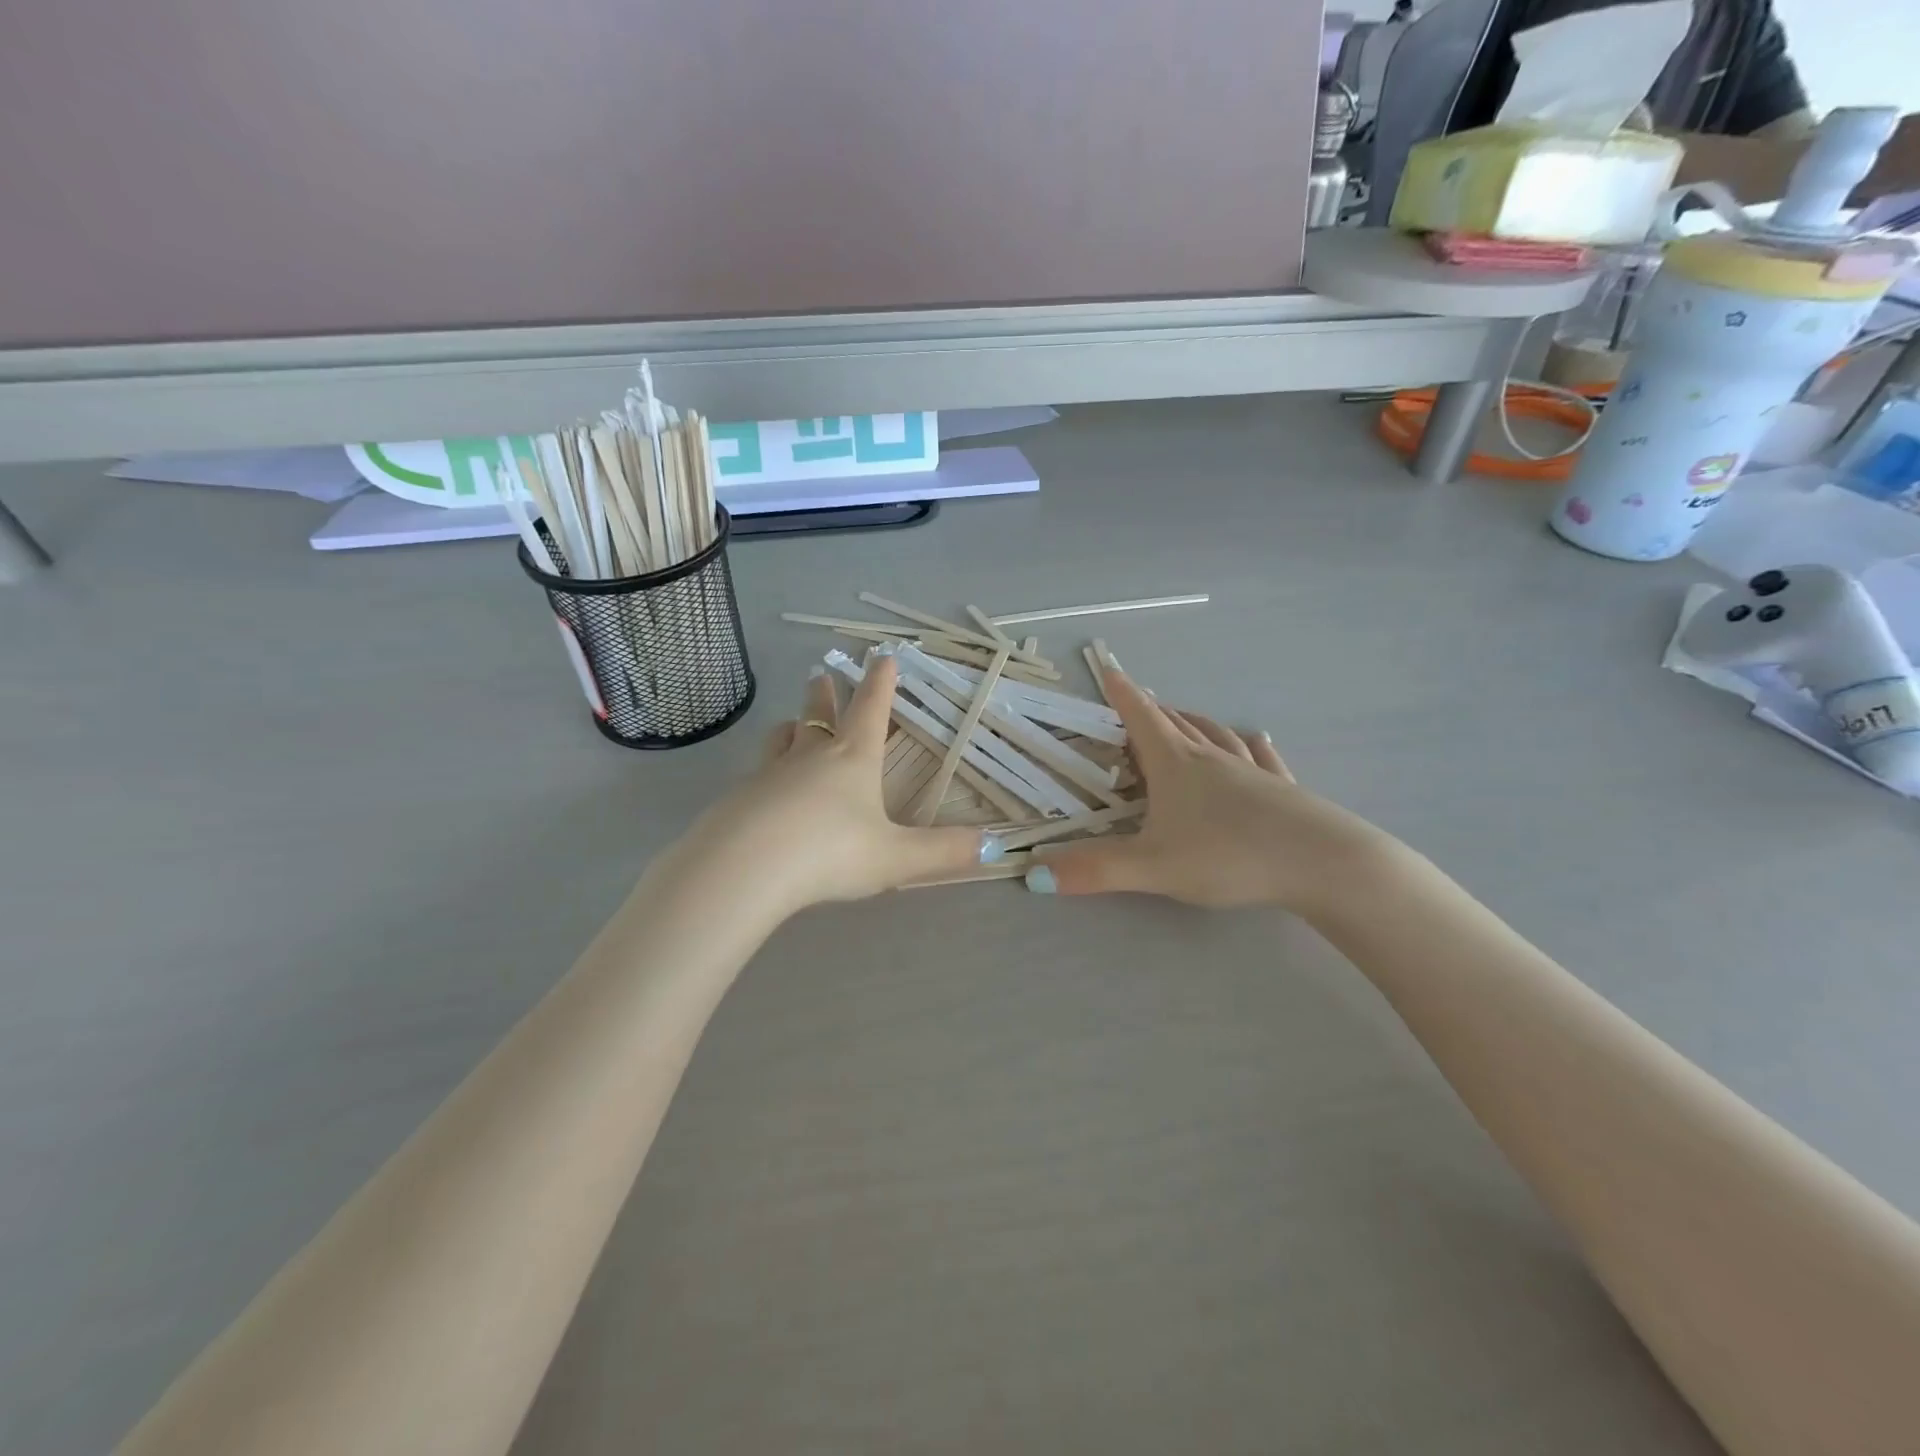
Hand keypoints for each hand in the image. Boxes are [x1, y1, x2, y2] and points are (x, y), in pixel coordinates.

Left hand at [679, 654, 991, 913]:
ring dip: (790, 727)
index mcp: (852, 759)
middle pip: (818, 714)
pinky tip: (762, 792)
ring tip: (790, 725)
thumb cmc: (830, 852)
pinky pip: (755, 776)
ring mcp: (768, 774)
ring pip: (780, 740)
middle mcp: (810, 757)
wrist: (744, 869)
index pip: (871, 710)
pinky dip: (765, 774)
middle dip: (824, 694)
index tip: (883, 655)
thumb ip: (943, 852)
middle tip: (820, 674)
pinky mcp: (737, 799)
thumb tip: (995, 846)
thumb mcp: (895, 857)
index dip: (881, 682)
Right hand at [1030, 666, 1379, 910]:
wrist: (1322, 864)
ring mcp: (1251, 770)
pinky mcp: (1282, 789)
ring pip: (1216, 734)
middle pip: (1175, 723)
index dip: (1121, 694)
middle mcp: (1211, 758)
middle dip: (1151, 711)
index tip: (1108, 668)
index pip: (1141, 718)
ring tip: (1183, 716)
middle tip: (1135, 706)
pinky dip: (1248, 744)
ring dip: (1194, 721)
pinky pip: (1260, 756)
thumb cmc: (1229, 856)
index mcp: (1175, 765)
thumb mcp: (1152, 867)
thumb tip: (1031, 874)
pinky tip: (1255, 740)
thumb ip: (1094, 870)